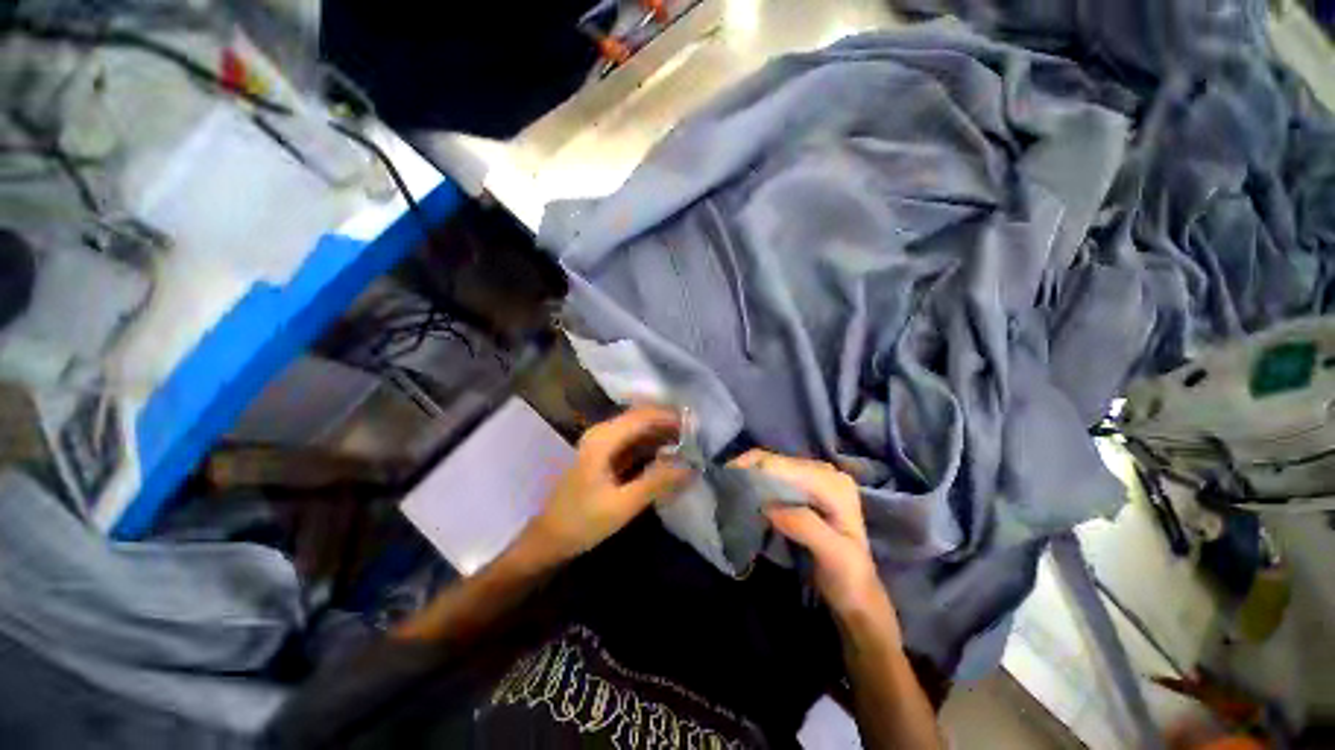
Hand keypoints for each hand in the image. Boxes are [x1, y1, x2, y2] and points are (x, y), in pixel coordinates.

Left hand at [520, 406, 691, 565]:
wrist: (550, 539)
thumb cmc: (582, 522)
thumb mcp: (622, 505)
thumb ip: (657, 483)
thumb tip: (692, 467)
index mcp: (603, 439)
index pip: (643, 416)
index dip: (671, 417)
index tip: (697, 426)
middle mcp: (603, 433)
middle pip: (642, 419)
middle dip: (669, 425)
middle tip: (697, 437)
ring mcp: (603, 443)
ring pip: (639, 430)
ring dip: (663, 435)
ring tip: (690, 445)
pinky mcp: (606, 455)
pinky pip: (634, 443)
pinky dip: (653, 446)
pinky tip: (669, 455)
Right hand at [734, 450, 899, 643]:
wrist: (858, 597)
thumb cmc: (849, 579)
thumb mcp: (833, 555)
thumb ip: (804, 526)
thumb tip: (767, 505)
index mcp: (833, 483)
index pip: (784, 464)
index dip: (753, 467)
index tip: (726, 480)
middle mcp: (824, 473)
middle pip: (776, 461)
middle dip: (749, 471)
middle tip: (724, 487)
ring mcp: (815, 481)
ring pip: (773, 468)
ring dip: (751, 477)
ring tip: (731, 491)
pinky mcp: (805, 492)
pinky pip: (775, 480)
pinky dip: (758, 485)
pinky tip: (747, 497)